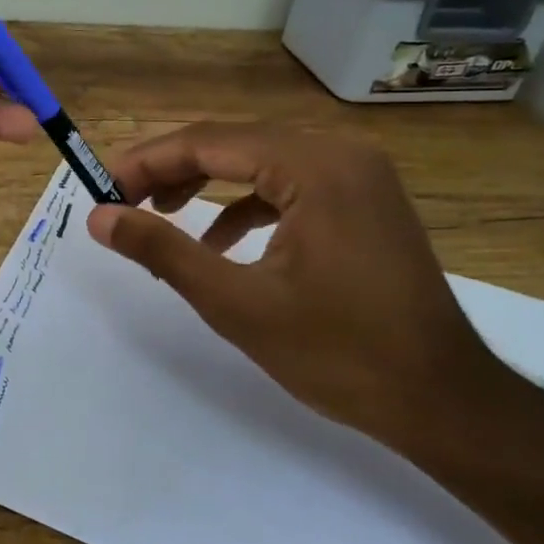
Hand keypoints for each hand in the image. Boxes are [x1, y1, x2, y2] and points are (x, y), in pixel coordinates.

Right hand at [86, 124, 506, 457]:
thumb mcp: (235, 303)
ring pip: (258, 161)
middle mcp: (339, 152)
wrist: (444, 401)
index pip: (207, 141)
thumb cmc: (339, 353)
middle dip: (171, 171)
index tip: (101, 188)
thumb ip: (161, 250)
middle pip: (232, 143)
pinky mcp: (363, 200)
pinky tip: (219, 242)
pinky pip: (288, 185)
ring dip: (205, 184)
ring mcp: (357, 174)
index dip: (146, 162)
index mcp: (313, 166)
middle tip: (123, 202)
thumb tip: (99, 217)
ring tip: (160, 216)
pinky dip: (246, 205)